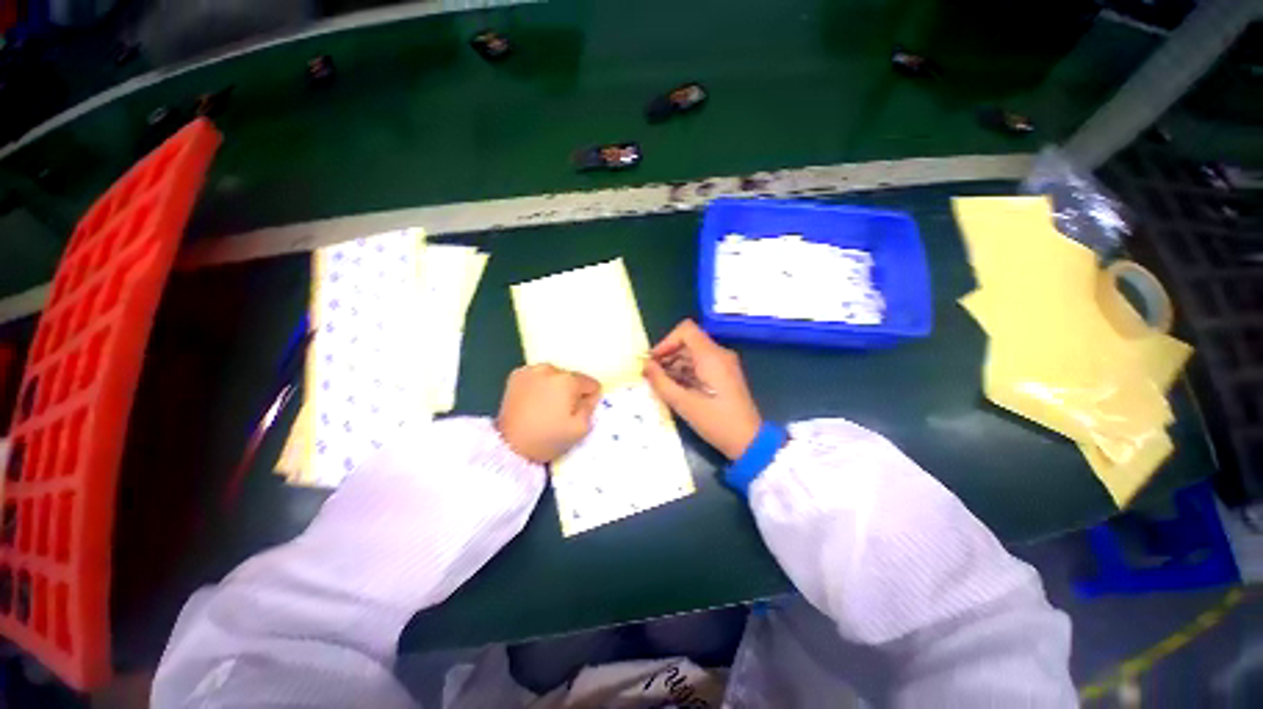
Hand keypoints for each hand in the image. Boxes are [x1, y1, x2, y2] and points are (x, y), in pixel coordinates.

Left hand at [497, 364, 600, 462]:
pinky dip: (538, 385)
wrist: (508, 447)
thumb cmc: (548, 438)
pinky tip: (533, 402)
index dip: (589, 398)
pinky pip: (537, 377)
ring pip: (554, 376)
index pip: (591, 383)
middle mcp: (550, 369)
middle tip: (561, 412)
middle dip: (571, 392)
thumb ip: (591, 407)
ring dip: (554, 387)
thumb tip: (592, 395)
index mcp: (569, 381)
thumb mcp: (580, 429)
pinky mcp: (516, 376)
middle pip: (571, 378)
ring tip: (545, 407)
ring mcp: (531, 370)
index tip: (581, 412)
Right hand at [643, 320, 761, 459]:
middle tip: (652, 374)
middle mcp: (719, 354)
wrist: (749, 441)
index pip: (685, 330)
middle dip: (667, 355)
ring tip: (660, 383)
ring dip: (675, 364)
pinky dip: (686, 371)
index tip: (654, 360)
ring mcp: (724, 364)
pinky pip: (701, 363)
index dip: (666, 342)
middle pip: (688, 341)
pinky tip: (675, 388)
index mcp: (711, 356)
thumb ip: (661, 382)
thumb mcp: (683, 404)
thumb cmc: (716, 422)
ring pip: (693, 353)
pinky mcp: (724, 374)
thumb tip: (646, 366)